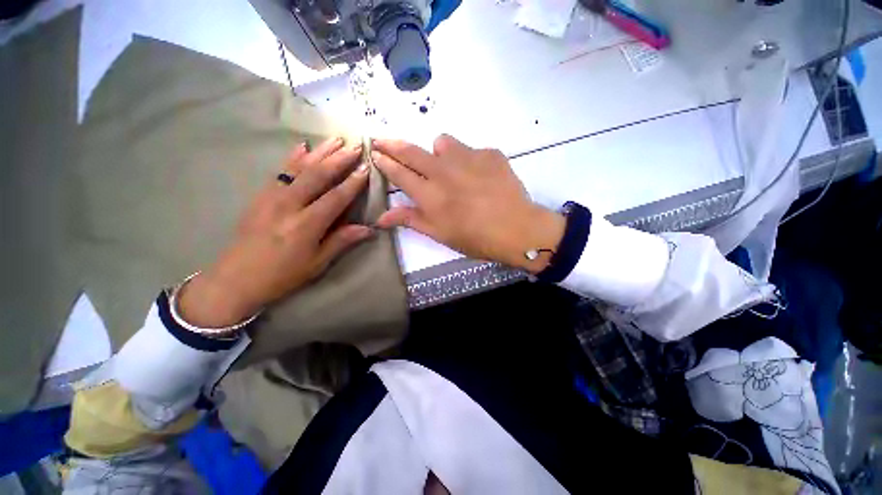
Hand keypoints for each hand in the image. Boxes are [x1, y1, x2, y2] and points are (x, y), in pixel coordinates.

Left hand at [178, 137, 372, 327]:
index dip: (353, 182)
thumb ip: (342, 241)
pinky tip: (303, 146)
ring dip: (320, 152)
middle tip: (356, 147)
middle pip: (318, 176)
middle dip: (339, 160)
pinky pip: (280, 171)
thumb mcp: (317, 263)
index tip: (366, 167)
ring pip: (300, 168)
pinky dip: (293, 157)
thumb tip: (369, 229)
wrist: (236, 278)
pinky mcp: (260, 195)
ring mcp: (271, 197)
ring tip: (336, 140)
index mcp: (307, 224)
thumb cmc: (282, 274)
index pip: (336, 197)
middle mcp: (289, 205)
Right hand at [372, 135, 563, 272]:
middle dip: (392, 144)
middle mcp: (443, 171)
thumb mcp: (440, 234)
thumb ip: (410, 220)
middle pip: (410, 150)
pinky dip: (469, 160)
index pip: (399, 172)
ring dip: (438, 152)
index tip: (374, 152)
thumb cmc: (475, 238)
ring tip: (449, 167)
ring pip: (442, 142)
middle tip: (382, 140)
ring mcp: (468, 158)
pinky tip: (481, 176)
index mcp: (430, 195)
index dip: (384, 161)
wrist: (517, 229)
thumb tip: (380, 217)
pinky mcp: (489, 153)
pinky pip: (471, 150)